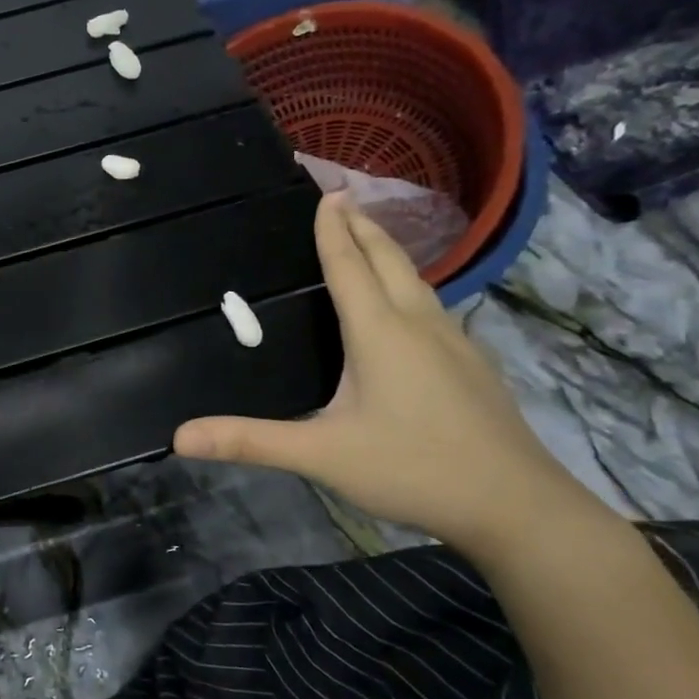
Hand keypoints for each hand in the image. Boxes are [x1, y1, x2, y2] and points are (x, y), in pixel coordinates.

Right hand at [174, 193, 605, 559]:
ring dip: (389, 251)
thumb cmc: (413, 469)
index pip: (349, 266)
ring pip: (417, 281)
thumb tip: (180, 437)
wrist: (518, 506)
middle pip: (389, 260)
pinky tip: (409, 306)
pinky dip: (409, 284)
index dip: (333, 229)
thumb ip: (251, 442)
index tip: (326, 192)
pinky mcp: (472, 365)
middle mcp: (418, 324)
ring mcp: (454, 343)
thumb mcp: (321, 455)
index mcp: (379, 333)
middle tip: (343, 197)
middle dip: (363, 225)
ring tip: (370, 237)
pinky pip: (433, 305)